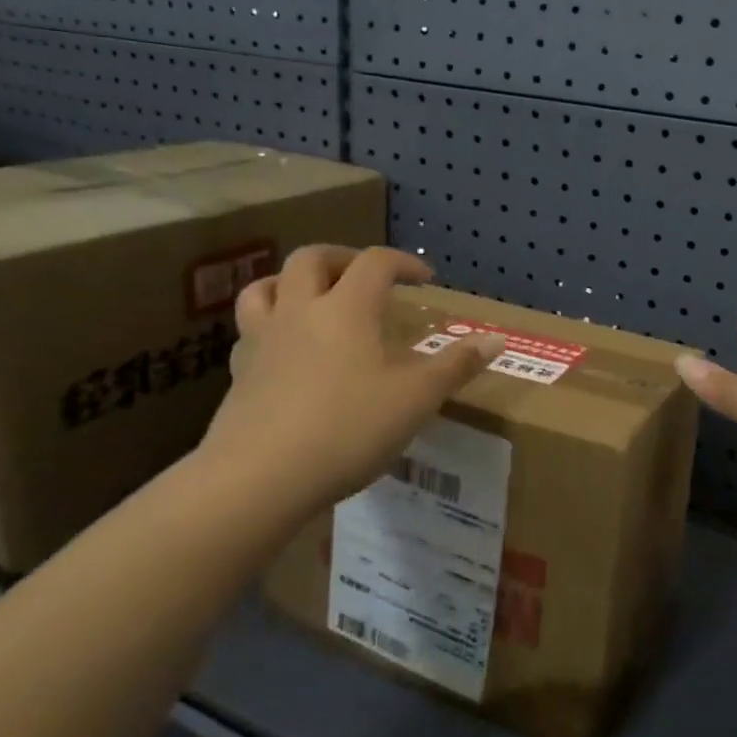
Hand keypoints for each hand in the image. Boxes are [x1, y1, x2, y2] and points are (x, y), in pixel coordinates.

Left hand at [200, 246, 503, 507]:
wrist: (259, 478)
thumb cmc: (347, 429)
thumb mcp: (416, 399)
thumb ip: (457, 366)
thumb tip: (498, 339)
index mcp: (347, 308)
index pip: (375, 262)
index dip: (403, 262)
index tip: (424, 280)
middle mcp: (300, 311)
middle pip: (311, 259)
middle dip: (343, 258)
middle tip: (365, 277)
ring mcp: (262, 341)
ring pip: (264, 288)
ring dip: (291, 283)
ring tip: (314, 300)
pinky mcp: (238, 374)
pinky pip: (249, 332)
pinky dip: (270, 327)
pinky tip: (286, 353)